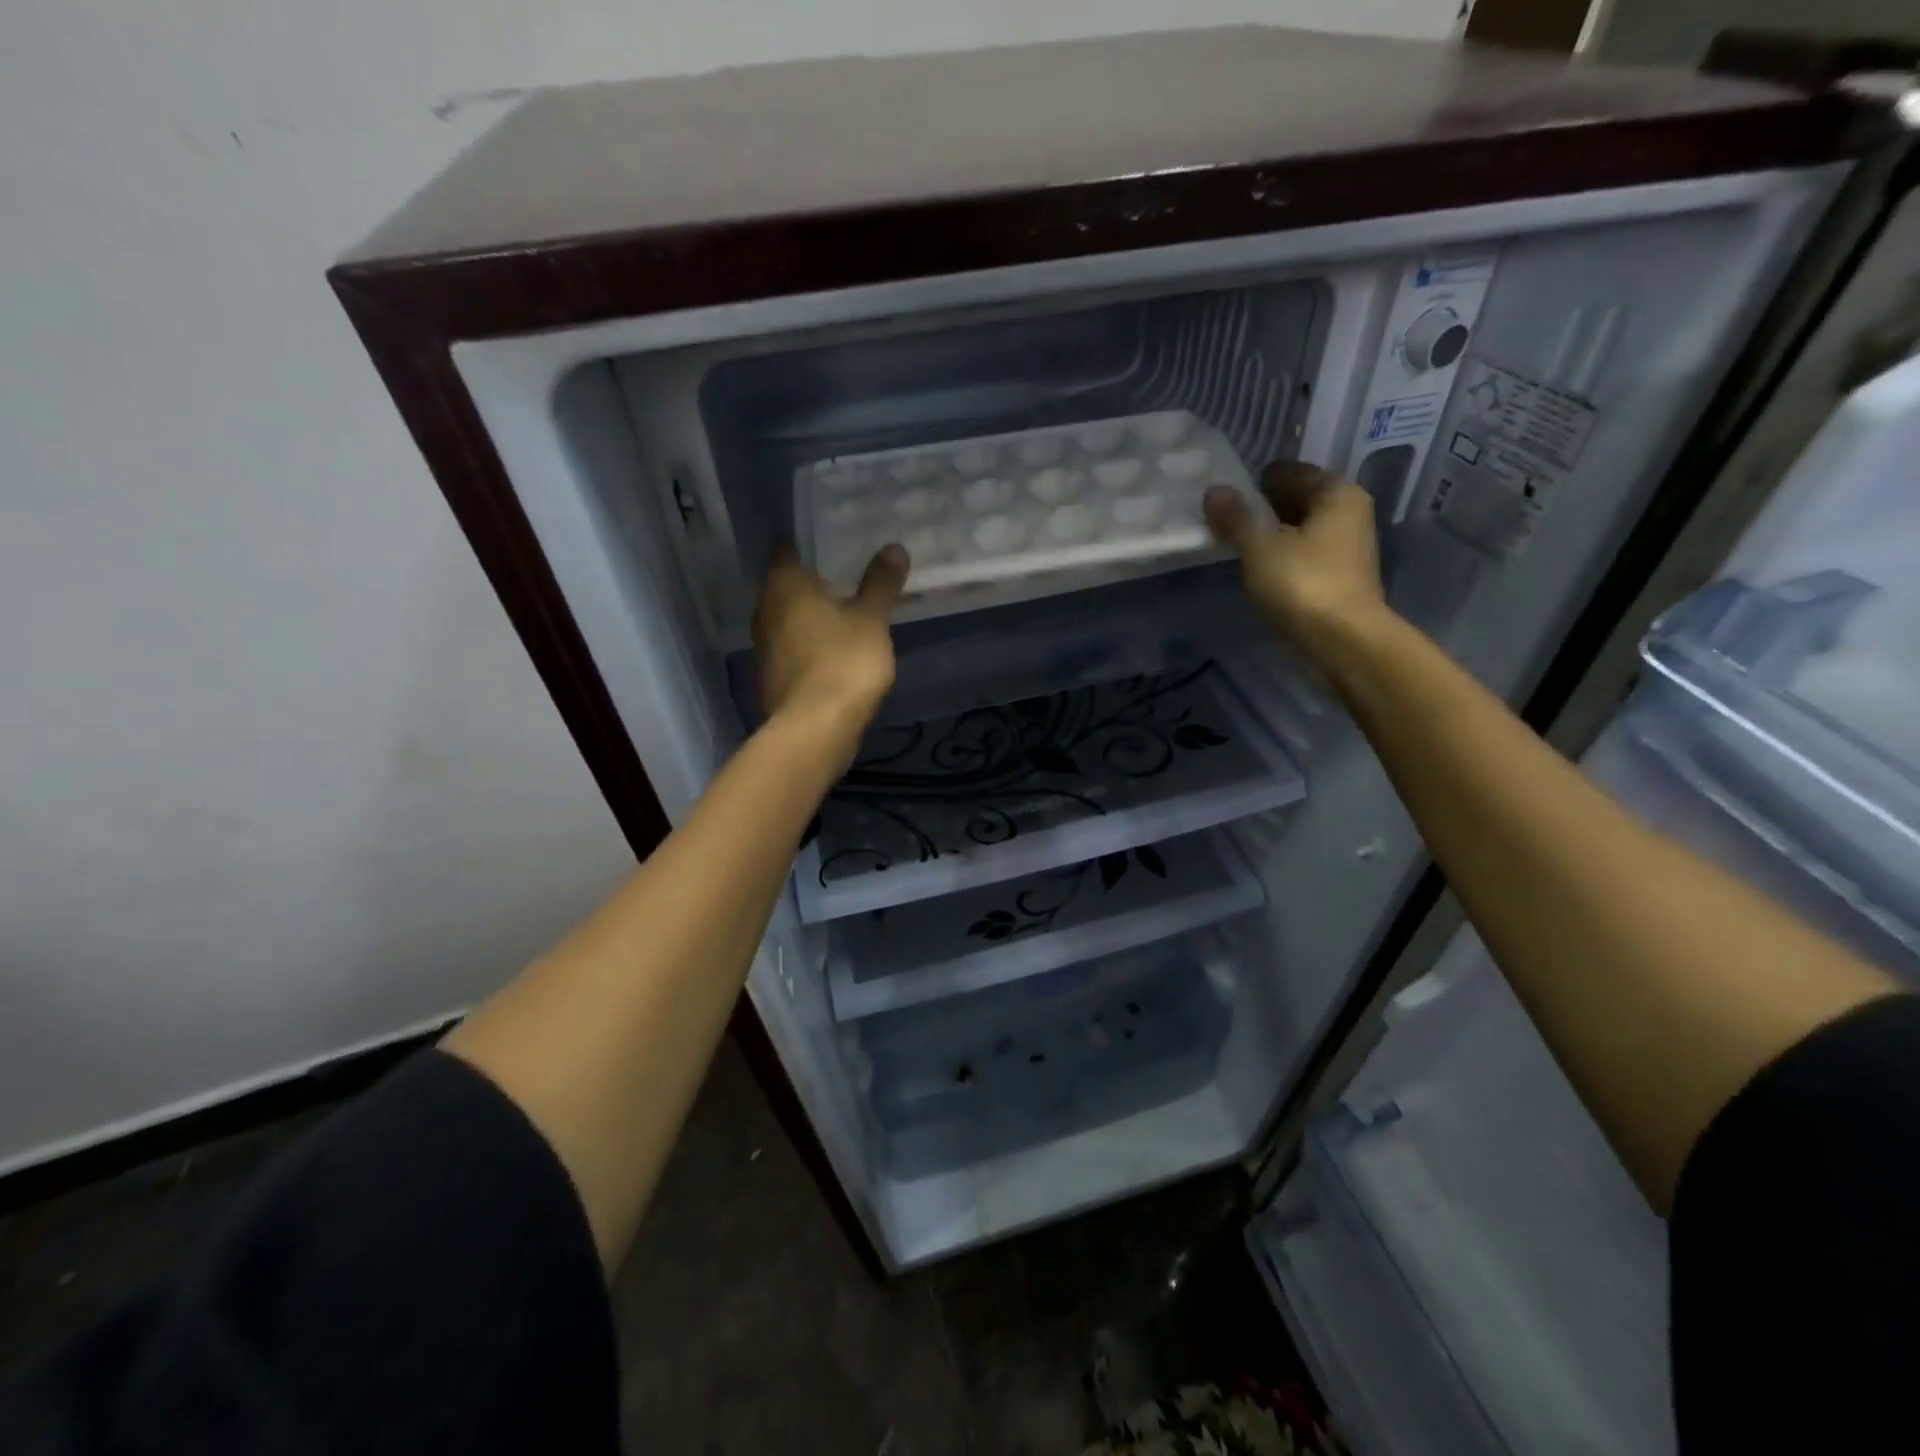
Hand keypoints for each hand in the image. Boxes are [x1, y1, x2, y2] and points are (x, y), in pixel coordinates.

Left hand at [752, 543, 907, 730]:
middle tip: (844, 581)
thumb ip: (881, 584)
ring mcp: (763, 648)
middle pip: (784, 587)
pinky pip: (789, 651)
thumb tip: (894, 548)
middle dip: (810, 585)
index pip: (786, 550)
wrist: (815, 728)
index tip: (833, 548)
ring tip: (841, 618)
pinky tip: (831, 655)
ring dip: (808, 620)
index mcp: (783, 585)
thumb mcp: (872, 620)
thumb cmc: (844, 661)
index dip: (807, 547)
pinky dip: (806, 648)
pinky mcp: (770, 679)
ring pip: (785, 622)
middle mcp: (764, 611)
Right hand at [1204, 462, 1387, 659]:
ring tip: (1237, 542)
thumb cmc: (1303, 584)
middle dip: (1265, 506)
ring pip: (1302, 528)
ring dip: (1272, 533)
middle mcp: (1350, 513)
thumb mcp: (1260, 547)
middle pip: (1299, 499)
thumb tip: (1214, 490)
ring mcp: (1348, 547)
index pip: (1292, 472)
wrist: (1343, 641)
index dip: (1259, 480)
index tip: (1228, 492)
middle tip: (1227, 517)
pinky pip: (1304, 553)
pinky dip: (1282, 555)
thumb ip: (1236, 518)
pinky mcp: (1339, 577)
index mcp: (1337, 493)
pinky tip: (1258, 567)